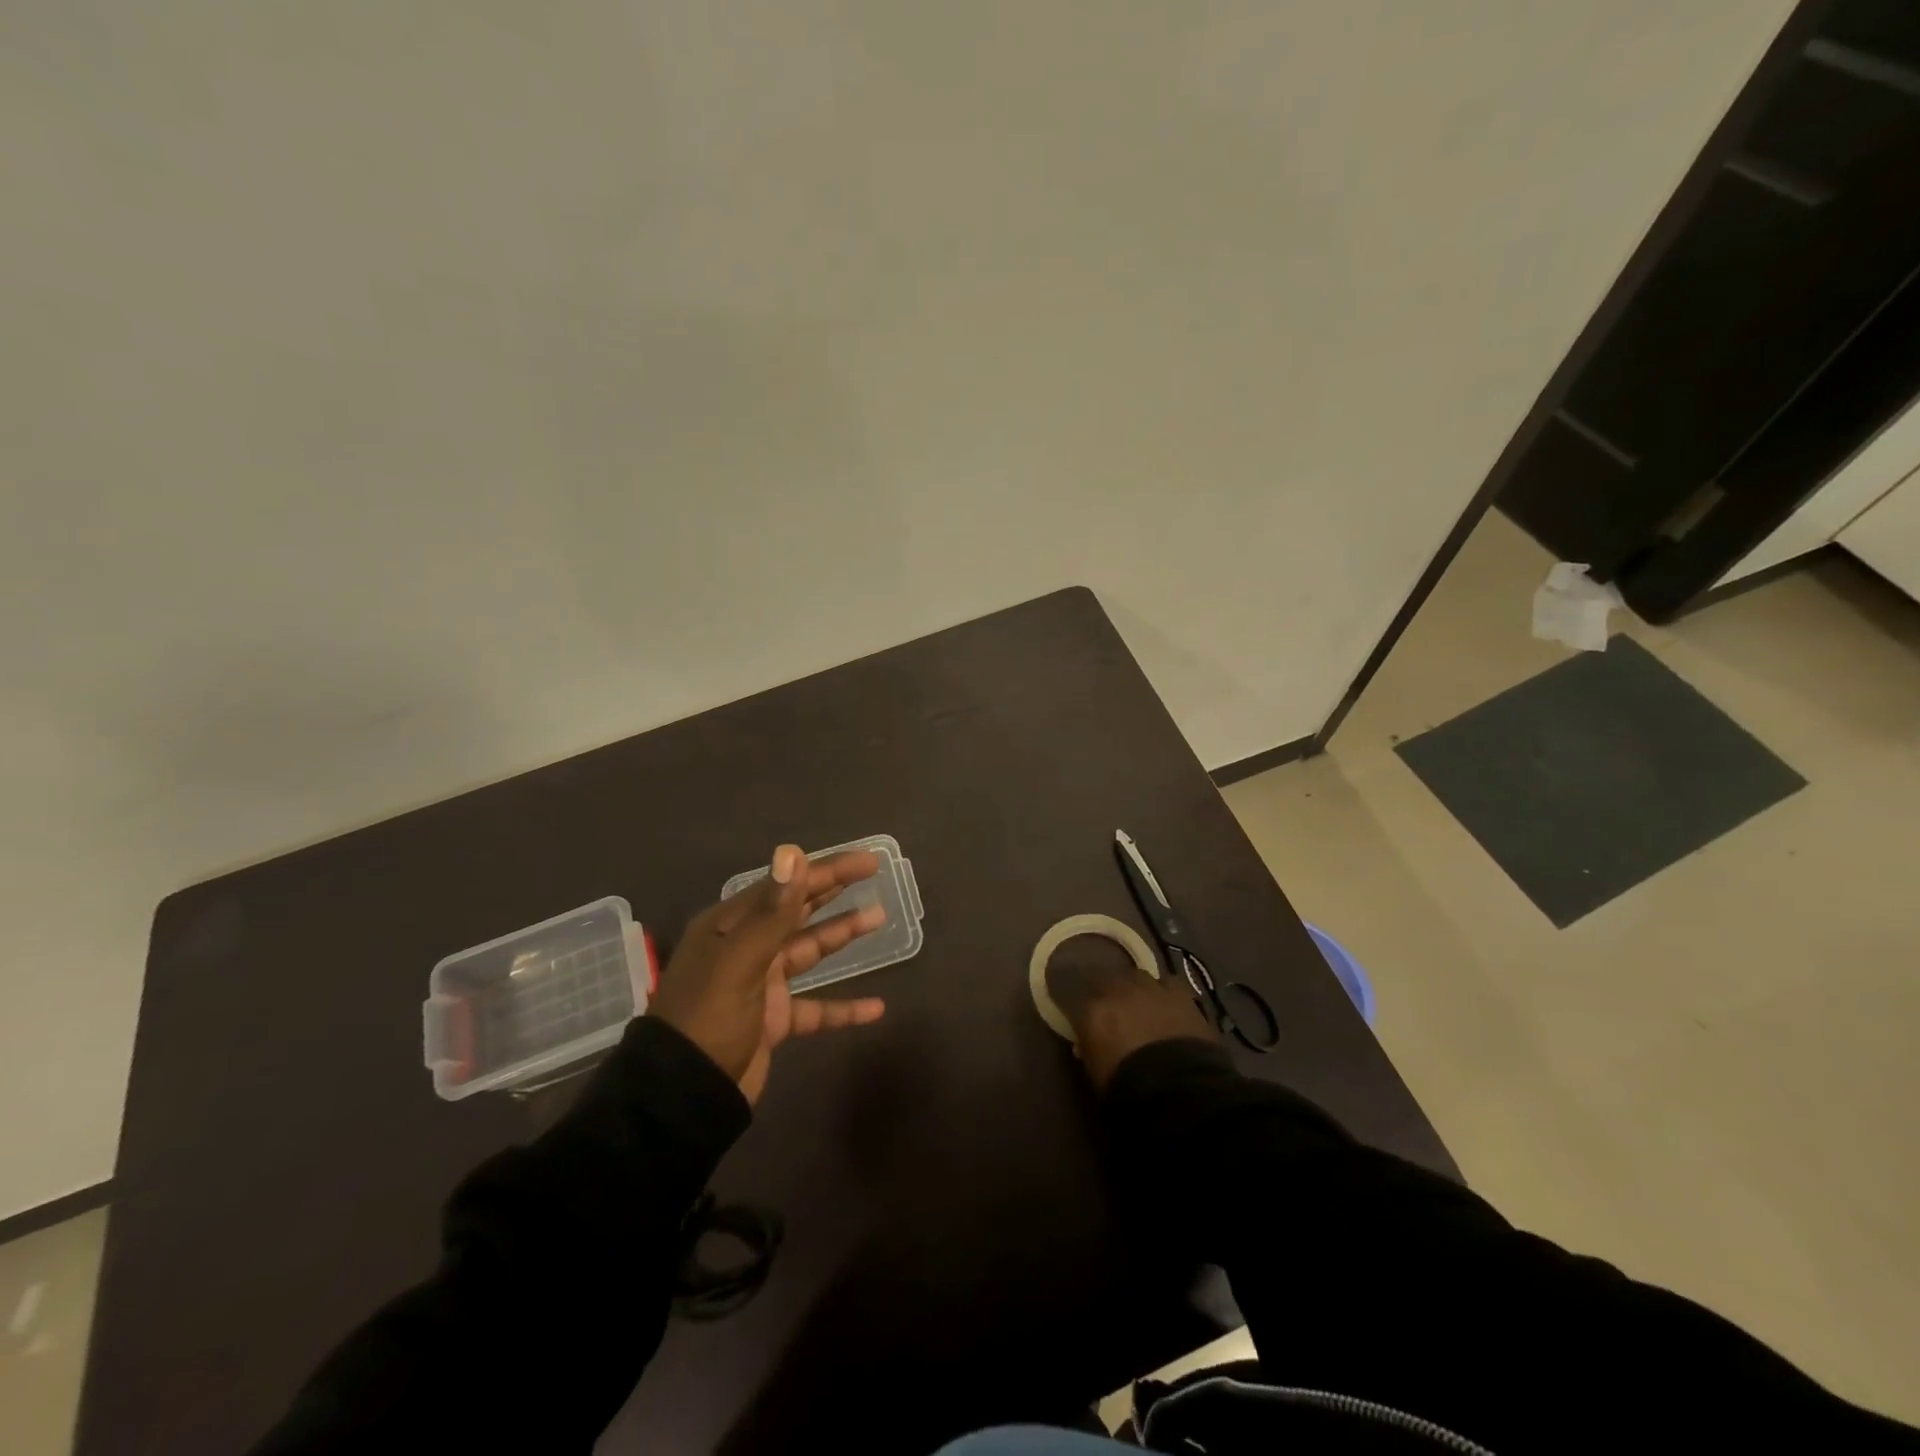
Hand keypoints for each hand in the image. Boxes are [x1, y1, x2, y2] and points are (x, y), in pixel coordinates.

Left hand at [653, 844, 887, 1102]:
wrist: (683, 1096)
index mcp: (731, 926)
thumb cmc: (709, 1018)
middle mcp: (746, 947)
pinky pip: (815, 1007)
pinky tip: (875, 1008)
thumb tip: (792, 851)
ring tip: (879, 917)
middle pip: (798, 911)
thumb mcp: (741, 960)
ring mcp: (760, 984)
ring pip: (809, 951)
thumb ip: (773, 911)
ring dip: (841, 935)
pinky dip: (843, 1007)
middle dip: (834, 891)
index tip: (867, 861)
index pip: (787, 887)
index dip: (827, 870)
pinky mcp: (773, 1020)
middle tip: (874, 874)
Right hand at [1045, 932, 1212, 1090]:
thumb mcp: (1096, 1075)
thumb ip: (1089, 1051)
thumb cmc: (1129, 1089)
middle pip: (1107, 981)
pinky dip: (1165, 992)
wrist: (1182, 1089)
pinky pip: (1167, 983)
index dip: (1079, 1008)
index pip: (1075, 999)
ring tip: (1141, 1005)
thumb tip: (1084, 1043)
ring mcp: (1150, 988)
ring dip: (1136, 989)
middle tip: (1114, 1011)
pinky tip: (1168, 1004)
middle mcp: (1118, 990)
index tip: (1079, 1015)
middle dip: (1109, 994)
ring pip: (1137, 977)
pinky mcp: (1180, 993)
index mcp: (1092, 1011)